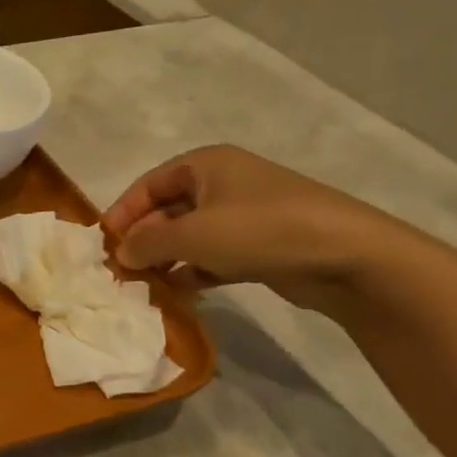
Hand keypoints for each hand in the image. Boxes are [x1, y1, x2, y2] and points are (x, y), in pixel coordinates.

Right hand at [101, 145, 417, 313]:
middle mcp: (224, 183)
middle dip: (144, 240)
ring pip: (190, 236)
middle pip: (167, 210)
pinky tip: (181, 292)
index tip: (105, 245)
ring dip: (166, 260)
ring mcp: (246, 215)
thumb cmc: (261, 230)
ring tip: (147, 286)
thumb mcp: (191, 235)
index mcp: (205, 165)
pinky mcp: (262, 245)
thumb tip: (120, 254)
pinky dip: (195, 271)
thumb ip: (146, 243)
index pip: (147, 185)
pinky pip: (214, 256)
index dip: (122, 213)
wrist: (352, 257)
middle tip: (123, 271)